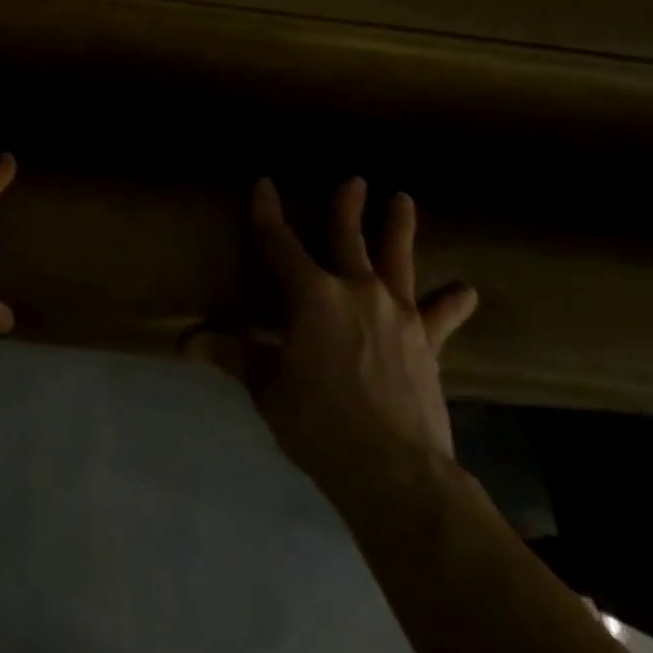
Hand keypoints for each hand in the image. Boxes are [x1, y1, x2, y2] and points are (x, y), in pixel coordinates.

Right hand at [198, 177, 477, 509]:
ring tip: (403, 200)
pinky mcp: (427, 342)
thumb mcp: (268, 388)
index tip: (264, 184)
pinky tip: (466, 290)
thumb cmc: (320, 423)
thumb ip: (233, 356)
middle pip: (348, 237)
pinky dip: (451, 302)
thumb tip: (186, 342)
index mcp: (311, 296)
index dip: (268, 212)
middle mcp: (355, 291)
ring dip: (399, 228)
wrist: (396, 472)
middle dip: (348, 206)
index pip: (280, 243)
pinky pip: (440, 316)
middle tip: (355, 180)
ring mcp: (397, 314)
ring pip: (397, 260)